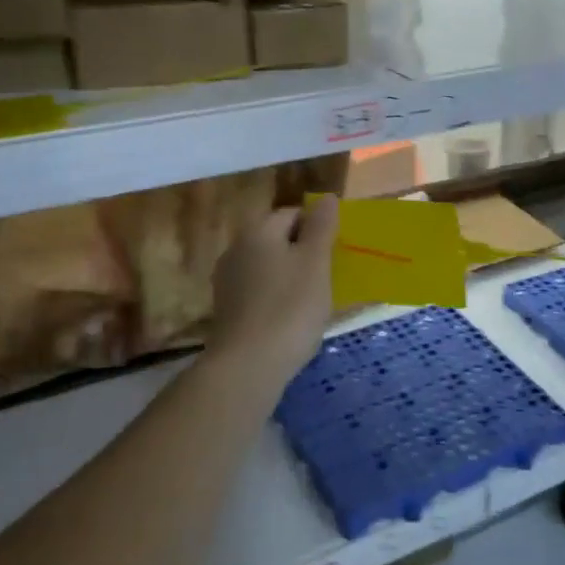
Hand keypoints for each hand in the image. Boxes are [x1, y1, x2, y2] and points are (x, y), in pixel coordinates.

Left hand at [208, 196, 337, 385]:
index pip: (292, 213)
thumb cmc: (290, 308)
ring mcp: (228, 282)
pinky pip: (259, 292)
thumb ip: (322, 227)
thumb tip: (326, 197)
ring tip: (315, 299)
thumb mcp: (315, 262)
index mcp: (258, 232)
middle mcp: (237, 250)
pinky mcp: (227, 311)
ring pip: (268, 267)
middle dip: (304, 252)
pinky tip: (292, 319)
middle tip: (330, 275)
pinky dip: (277, 298)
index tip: (336, 250)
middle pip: (278, 239)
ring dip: (291, 276)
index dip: (317, 226)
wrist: (248, 366)